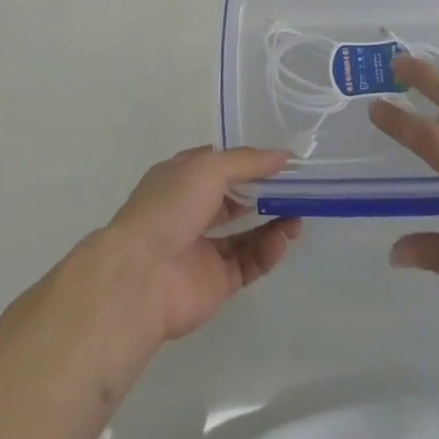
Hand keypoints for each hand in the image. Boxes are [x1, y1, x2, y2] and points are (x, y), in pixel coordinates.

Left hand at [100, 147, 302, 343]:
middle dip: (266, 194)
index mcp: (182, 178)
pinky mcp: (215, 282)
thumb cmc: (170, 207)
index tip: (282, 160)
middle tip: (298, 192)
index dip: (249, 160)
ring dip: (272, 225)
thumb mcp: (208, 167)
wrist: (141, 277)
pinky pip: (247, 264)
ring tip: (297, 220)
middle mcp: (191, 210)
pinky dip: (266, 253)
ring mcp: (203, 247)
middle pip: (235, 199)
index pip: (220, 163)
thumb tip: (285, 156)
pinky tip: (282, 242)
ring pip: (245, 234)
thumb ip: (248, 161)